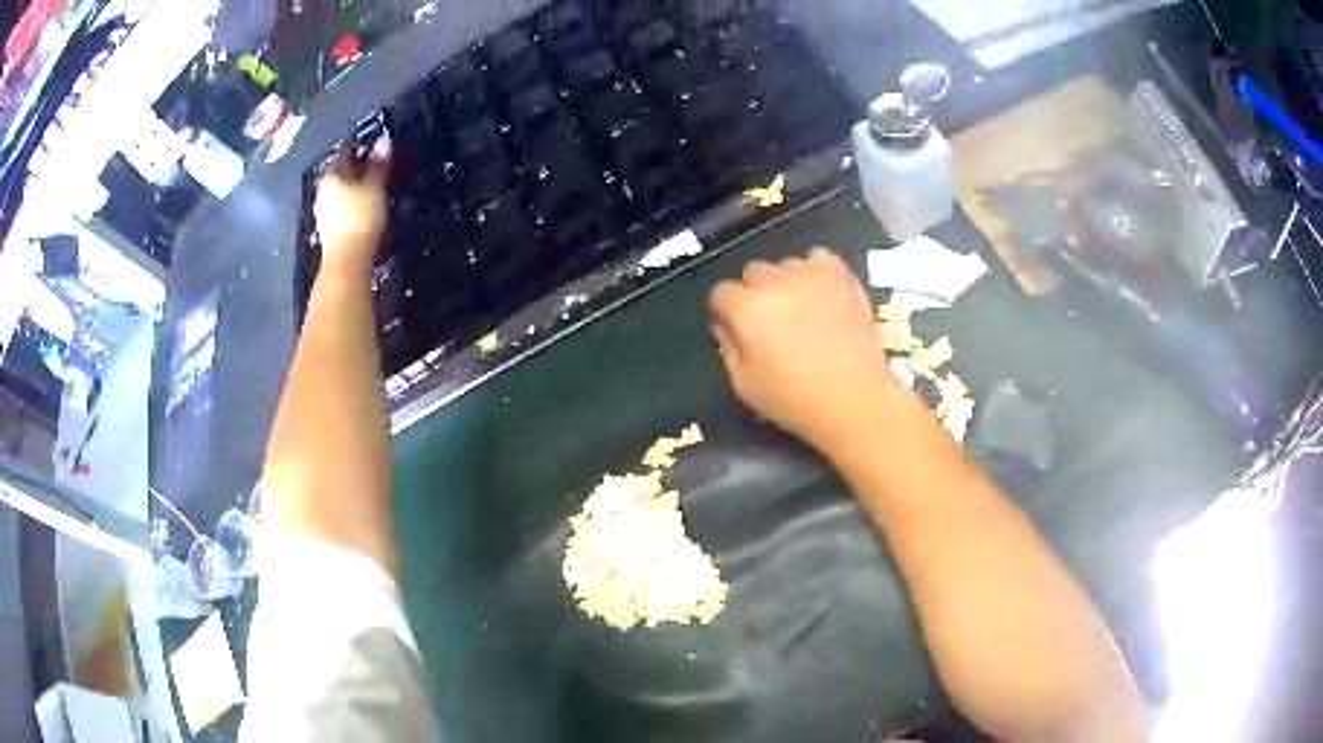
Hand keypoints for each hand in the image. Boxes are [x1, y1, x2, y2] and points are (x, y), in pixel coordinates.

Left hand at [313, 141, 390, 273]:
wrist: (347, 258)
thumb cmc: (361, 216)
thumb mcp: (375, 186)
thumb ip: (379, 163)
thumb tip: (384, 141)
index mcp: (332, 174)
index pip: (347, 150)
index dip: (362, 146)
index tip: (376, 146)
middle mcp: (322, 188)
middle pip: (341, 171)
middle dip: (356, 168)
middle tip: (375, 168)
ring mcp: (321, 209)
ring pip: (339, 190)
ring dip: (352, 187)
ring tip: (370, 188)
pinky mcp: (326, 227)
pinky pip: (338, 206)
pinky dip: (349, 203)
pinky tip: (360, 208)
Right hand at [709, 248, 904, 453]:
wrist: (856, 400)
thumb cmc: (795, 401)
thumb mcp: (744, 385)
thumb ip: (727, 347)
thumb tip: (724, 324)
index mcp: (747, 310)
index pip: (720, 292)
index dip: (725, 311)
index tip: (737, 329)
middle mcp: (775, 282)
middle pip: (752, 273)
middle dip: (755, 294)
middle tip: (772, 322)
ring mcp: (810, 274)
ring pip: (785, 265)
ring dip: (786, 283)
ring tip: (802, 310)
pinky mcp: (840, 275)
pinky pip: (818, 257)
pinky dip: (815, 271)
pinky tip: (821, 294)